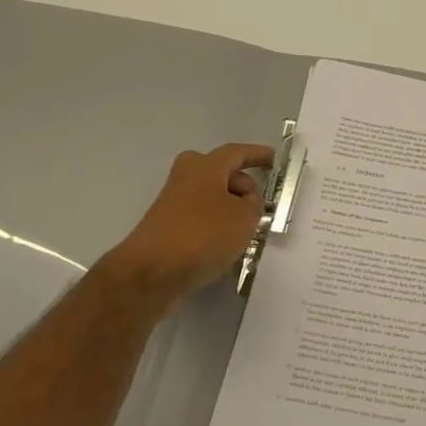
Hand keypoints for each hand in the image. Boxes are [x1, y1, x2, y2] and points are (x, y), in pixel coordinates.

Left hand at [106, 143, 274, 297]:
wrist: (152, 272)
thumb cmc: (203, 235)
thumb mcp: (245, 217)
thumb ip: (254, 205)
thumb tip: (245, 202)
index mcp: (205, 166)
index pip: (237, 153)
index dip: (257, 155)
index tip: (273, 159)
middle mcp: (186, 177)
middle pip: (221, 173)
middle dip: (241, 185)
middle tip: (258, 204)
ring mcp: (173, 202)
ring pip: (210, 197)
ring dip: (229, 208)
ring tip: (246, 230)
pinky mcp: (167, 226)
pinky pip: (200, 217)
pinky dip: (215, 225)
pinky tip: (225, 245)